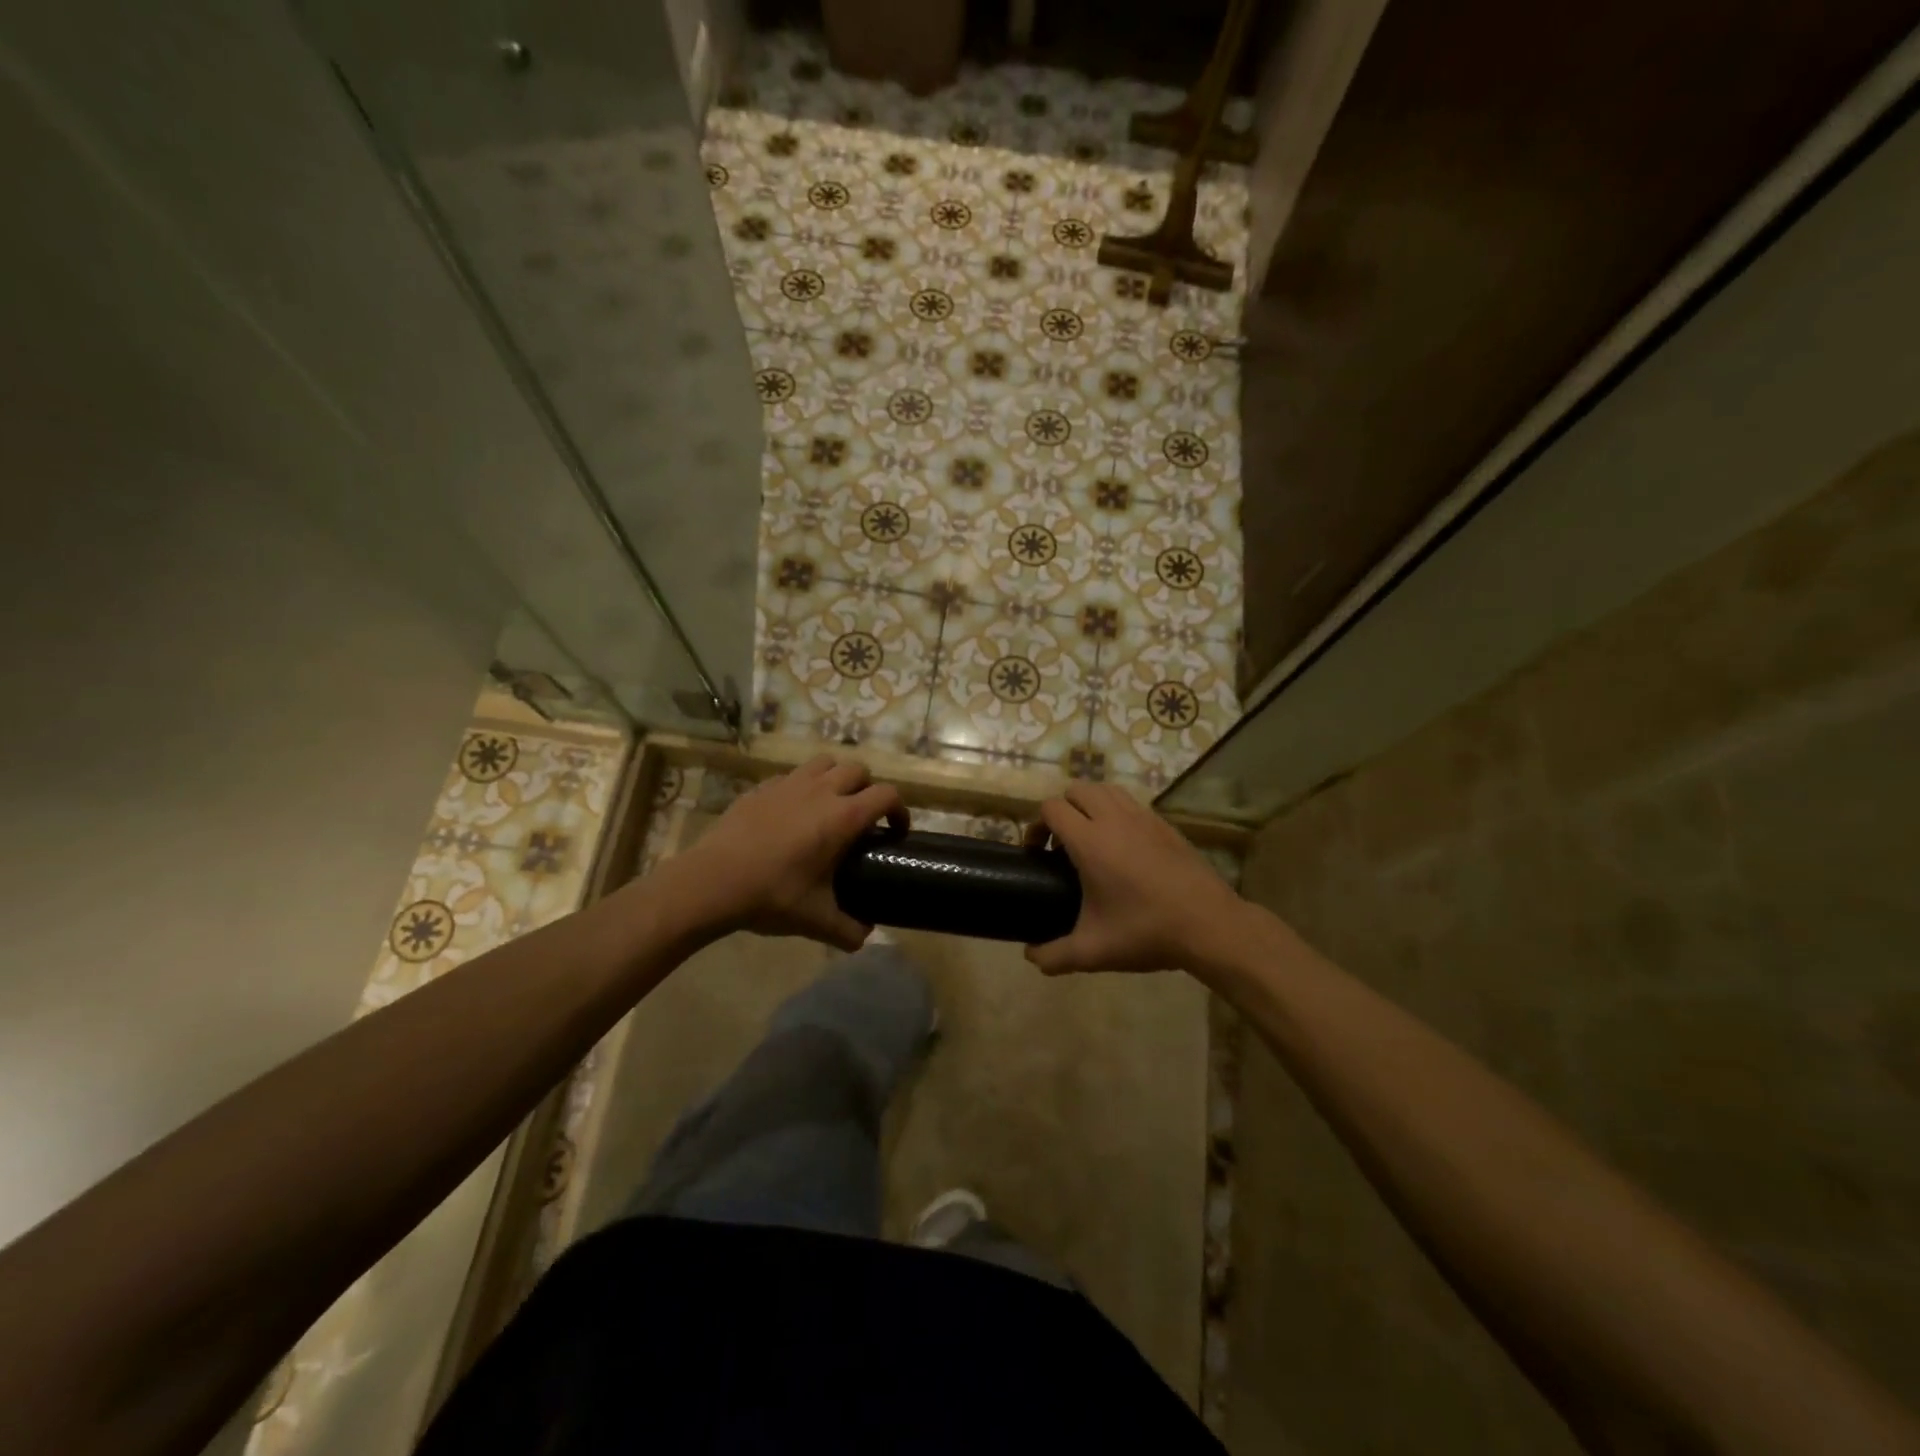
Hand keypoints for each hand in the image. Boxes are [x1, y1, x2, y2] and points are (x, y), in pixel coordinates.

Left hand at [670, 756, 906, 951]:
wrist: (711, 882)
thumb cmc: (772, 896)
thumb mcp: (816, 920)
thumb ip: (848, 930)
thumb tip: (865, 938)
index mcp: (842, 817)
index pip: (886, 795)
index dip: (899, 810)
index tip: (895, 831)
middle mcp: (821, 791)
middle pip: (858, 770)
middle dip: (868, 789)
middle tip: (862, 818)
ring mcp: (789, 784)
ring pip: (825, 762)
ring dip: (836, 778)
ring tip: (830, 805)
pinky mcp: (762, 787)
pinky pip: (793, 775)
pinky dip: (802, 786)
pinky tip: (792, 812)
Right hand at [1025, 783, 1244, 974]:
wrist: (1209, 925)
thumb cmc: (1146, 932)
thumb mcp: (1093, 951)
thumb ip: (1054, 955)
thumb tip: (1030, 956)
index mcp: (1090, 841)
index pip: (1051, 808)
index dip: (1037, 825)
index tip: (1039, 853)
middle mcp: (1114, 819)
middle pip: (1077, 789)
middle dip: (1062, 810)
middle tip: (1062, 845)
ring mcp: (1143, 817)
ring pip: (1106, 789)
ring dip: (1090, 805)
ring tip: (1091, 839)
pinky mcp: (1165, 824)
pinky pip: (1131, 803)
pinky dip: (1117, 812)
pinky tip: (1124, 847)